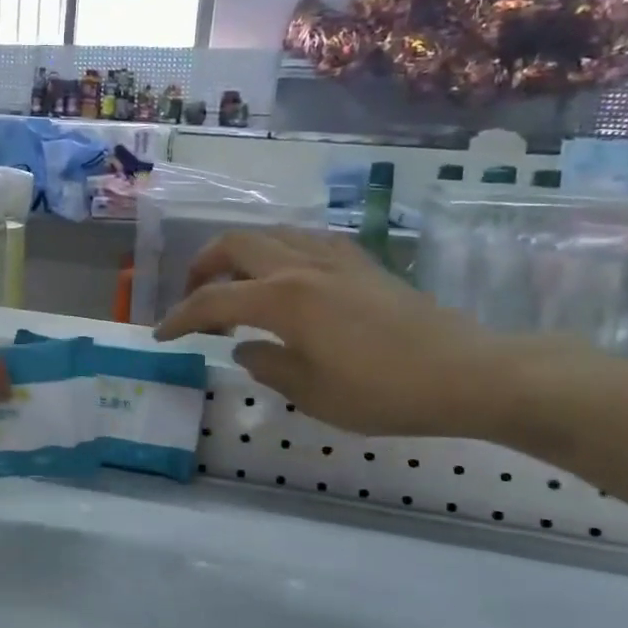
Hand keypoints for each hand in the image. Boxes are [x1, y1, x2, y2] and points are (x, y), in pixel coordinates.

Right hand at [153, 229, 526, 436]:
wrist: (467, 373)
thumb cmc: (384, 392)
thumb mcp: (312, 393)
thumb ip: (267, 365)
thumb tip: (244, 348)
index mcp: (283, 298)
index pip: (213, 300)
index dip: (180, 317)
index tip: (161, 335)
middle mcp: (301, 265)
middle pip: (235, 244)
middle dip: (203, 267)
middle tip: (195, 298)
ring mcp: (334, 258)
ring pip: (270, 234)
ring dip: (241, 255)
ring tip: (236, 287)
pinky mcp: (361, 262)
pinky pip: (305, 240)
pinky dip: (279, 252)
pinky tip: (286, 278)